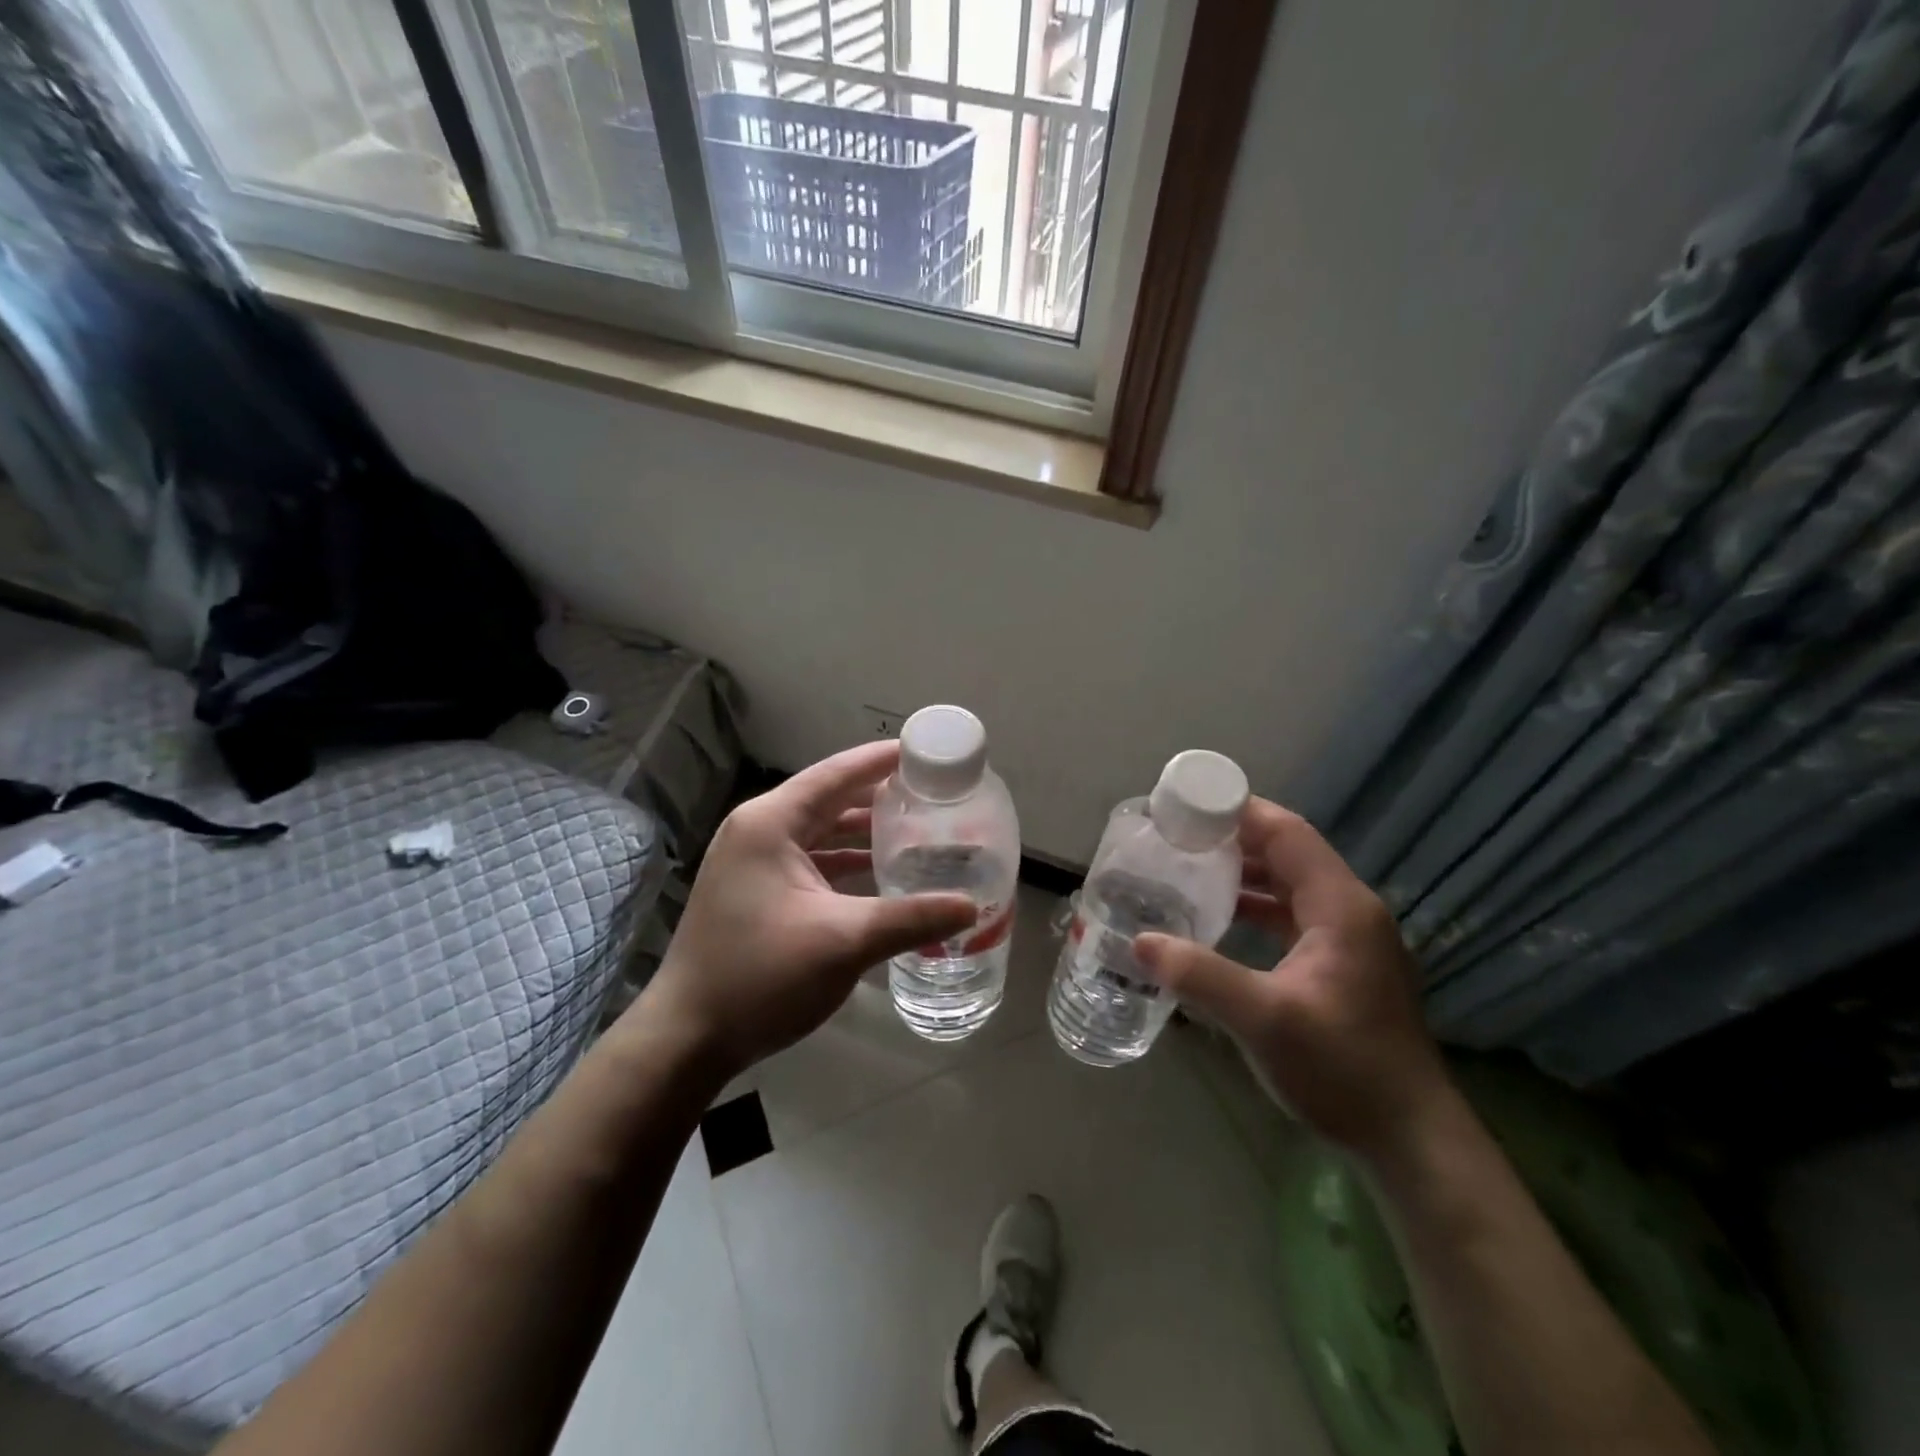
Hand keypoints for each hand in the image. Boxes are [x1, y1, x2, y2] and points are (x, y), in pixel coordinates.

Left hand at [637, 741, 977, 1083]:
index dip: (880, 760)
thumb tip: (971, 907)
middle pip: (828, 800)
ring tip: (915, 830)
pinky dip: (844, 863)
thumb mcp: (843, 942)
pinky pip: (809, 862)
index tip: (924, 751)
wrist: (687, 1038)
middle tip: (930, 794)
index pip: (835, 774)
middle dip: (878, 797)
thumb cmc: (761, 976)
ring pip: (819, 833)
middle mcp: (757, 832)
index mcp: (770, 824)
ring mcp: (751, 864)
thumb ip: (911, 918)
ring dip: (862, 832)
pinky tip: (880, 875)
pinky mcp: (754, 892)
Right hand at [1134, 798, 1450, 1160]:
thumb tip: (1140, 942)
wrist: (1412, 1139)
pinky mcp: (1345, 965)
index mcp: (1340, 906)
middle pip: (1289, 853)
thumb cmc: (1343, 1069)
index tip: (1187, 805)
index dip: (1239, 811)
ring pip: (1291, 885)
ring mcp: (1351, 939)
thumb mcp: (1263, 1020)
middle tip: (1177, 836)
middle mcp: (1350, 910)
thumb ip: (1199, 975)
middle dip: (1234, 839)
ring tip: (1190, 869)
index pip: (1287, 833)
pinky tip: (1222, 918)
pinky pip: (1295, 915)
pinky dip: (1258, 908)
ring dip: (1245, 874)